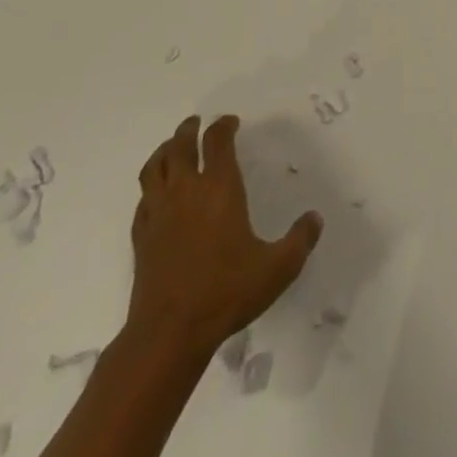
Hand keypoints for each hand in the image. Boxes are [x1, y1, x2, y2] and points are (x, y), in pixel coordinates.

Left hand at [127, 114, 322, 355]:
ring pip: (154, 168)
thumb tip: (315, 219)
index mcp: (220, 189)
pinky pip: (142, 200)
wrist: (169, 334)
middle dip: (189, 130)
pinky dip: (150, 188)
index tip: (231, 122)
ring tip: (171, 147)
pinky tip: (156, 195)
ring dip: (163, 151)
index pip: (218, 142)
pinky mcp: (141, 238)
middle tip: (195, 123)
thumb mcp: (277, 268)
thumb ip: (300, 240)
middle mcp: (187, 191)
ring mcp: (159, 214)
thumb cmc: (226, 293)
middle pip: (180, 146)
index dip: (224, 126)